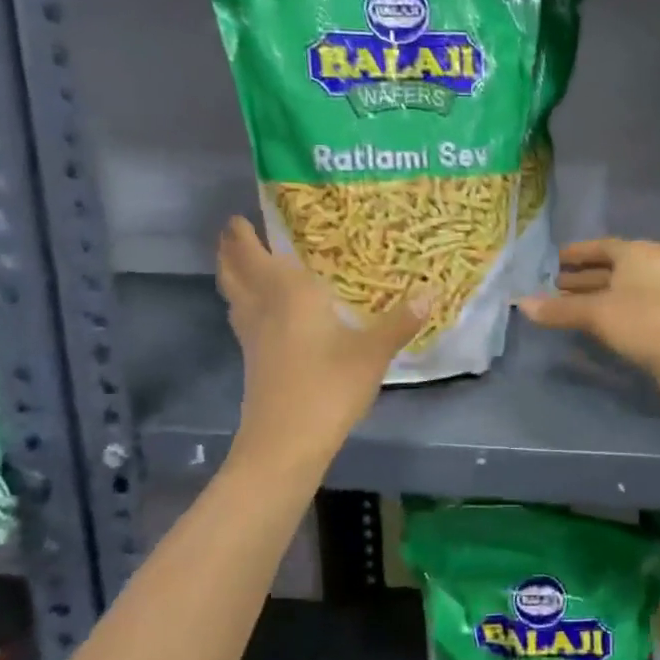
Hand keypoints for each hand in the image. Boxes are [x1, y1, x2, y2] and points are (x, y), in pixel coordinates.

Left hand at [217, 217, 428, 455]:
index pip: (254, 254)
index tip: (239, 216)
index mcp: (288, 295)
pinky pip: (243, 319)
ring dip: (232, 276)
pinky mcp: (254, 362)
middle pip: (233, 273)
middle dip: (230, 251)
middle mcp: (263, 309)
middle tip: (235, 232)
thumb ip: (399, 322)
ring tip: (245, 265)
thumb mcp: (372, 353)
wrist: (286, 444)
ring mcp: (253, 338)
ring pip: (233, 297)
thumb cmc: (328, 387)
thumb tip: (430, 293)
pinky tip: (266, 313)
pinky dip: (246, 304)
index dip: (242, 235)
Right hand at [518, 239, 659, 409]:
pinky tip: (592, 328)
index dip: (579, 252)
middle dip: (584, 277)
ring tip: (566, 307)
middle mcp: (650, 270)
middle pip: (611, 269)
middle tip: (555, 285)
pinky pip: (628, 313)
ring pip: (619, 293)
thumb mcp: (597, 313)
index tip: (557, 259)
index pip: (602, 246)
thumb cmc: (646, 321)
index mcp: (637, 255)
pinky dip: (608, 316)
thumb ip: (559, 310)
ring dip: (594, 298)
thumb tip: (521, 304)